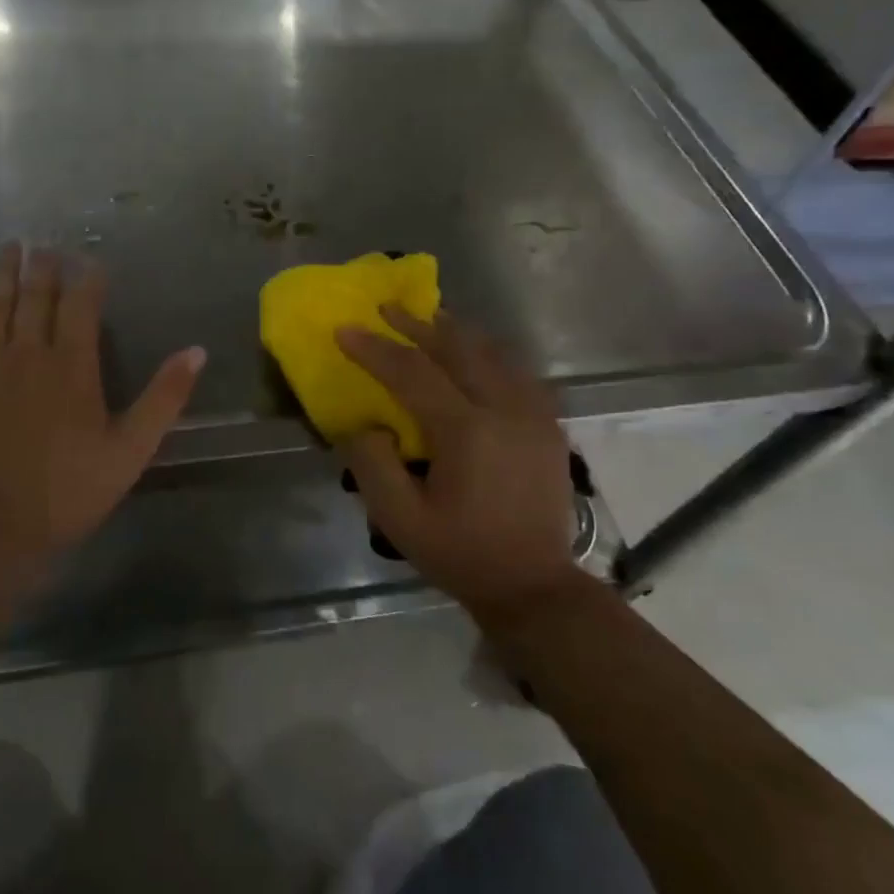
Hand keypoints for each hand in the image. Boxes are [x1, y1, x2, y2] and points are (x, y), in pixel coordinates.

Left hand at [0, 243, 205, 577]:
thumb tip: (197, 350)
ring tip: (7, 245)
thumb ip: (164, 397)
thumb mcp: (131, 450)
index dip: (89, 279)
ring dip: (1, 273)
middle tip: (44, 243)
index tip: (92, 260)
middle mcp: (28, 354)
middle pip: (37, 298)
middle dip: (43, 268)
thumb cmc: (68, 492)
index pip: (83, 307)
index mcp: (73, 366)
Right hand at [337, 307, 575, 623]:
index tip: (345, 329)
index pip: (413, 373)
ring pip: (492, 352)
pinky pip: (517, 371)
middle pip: (457, 349)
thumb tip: (367, 423)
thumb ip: (373, 465)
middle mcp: (504, 409)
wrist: (535, 586)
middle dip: (417, 325)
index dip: (375, 348)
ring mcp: (533, 414)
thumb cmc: (462, 554)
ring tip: (428, 318)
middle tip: (387, 307)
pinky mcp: (548, 425)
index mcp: (466, 431)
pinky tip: (475, 354)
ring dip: (455, 332)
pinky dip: (489, 353)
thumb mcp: (400, 521)